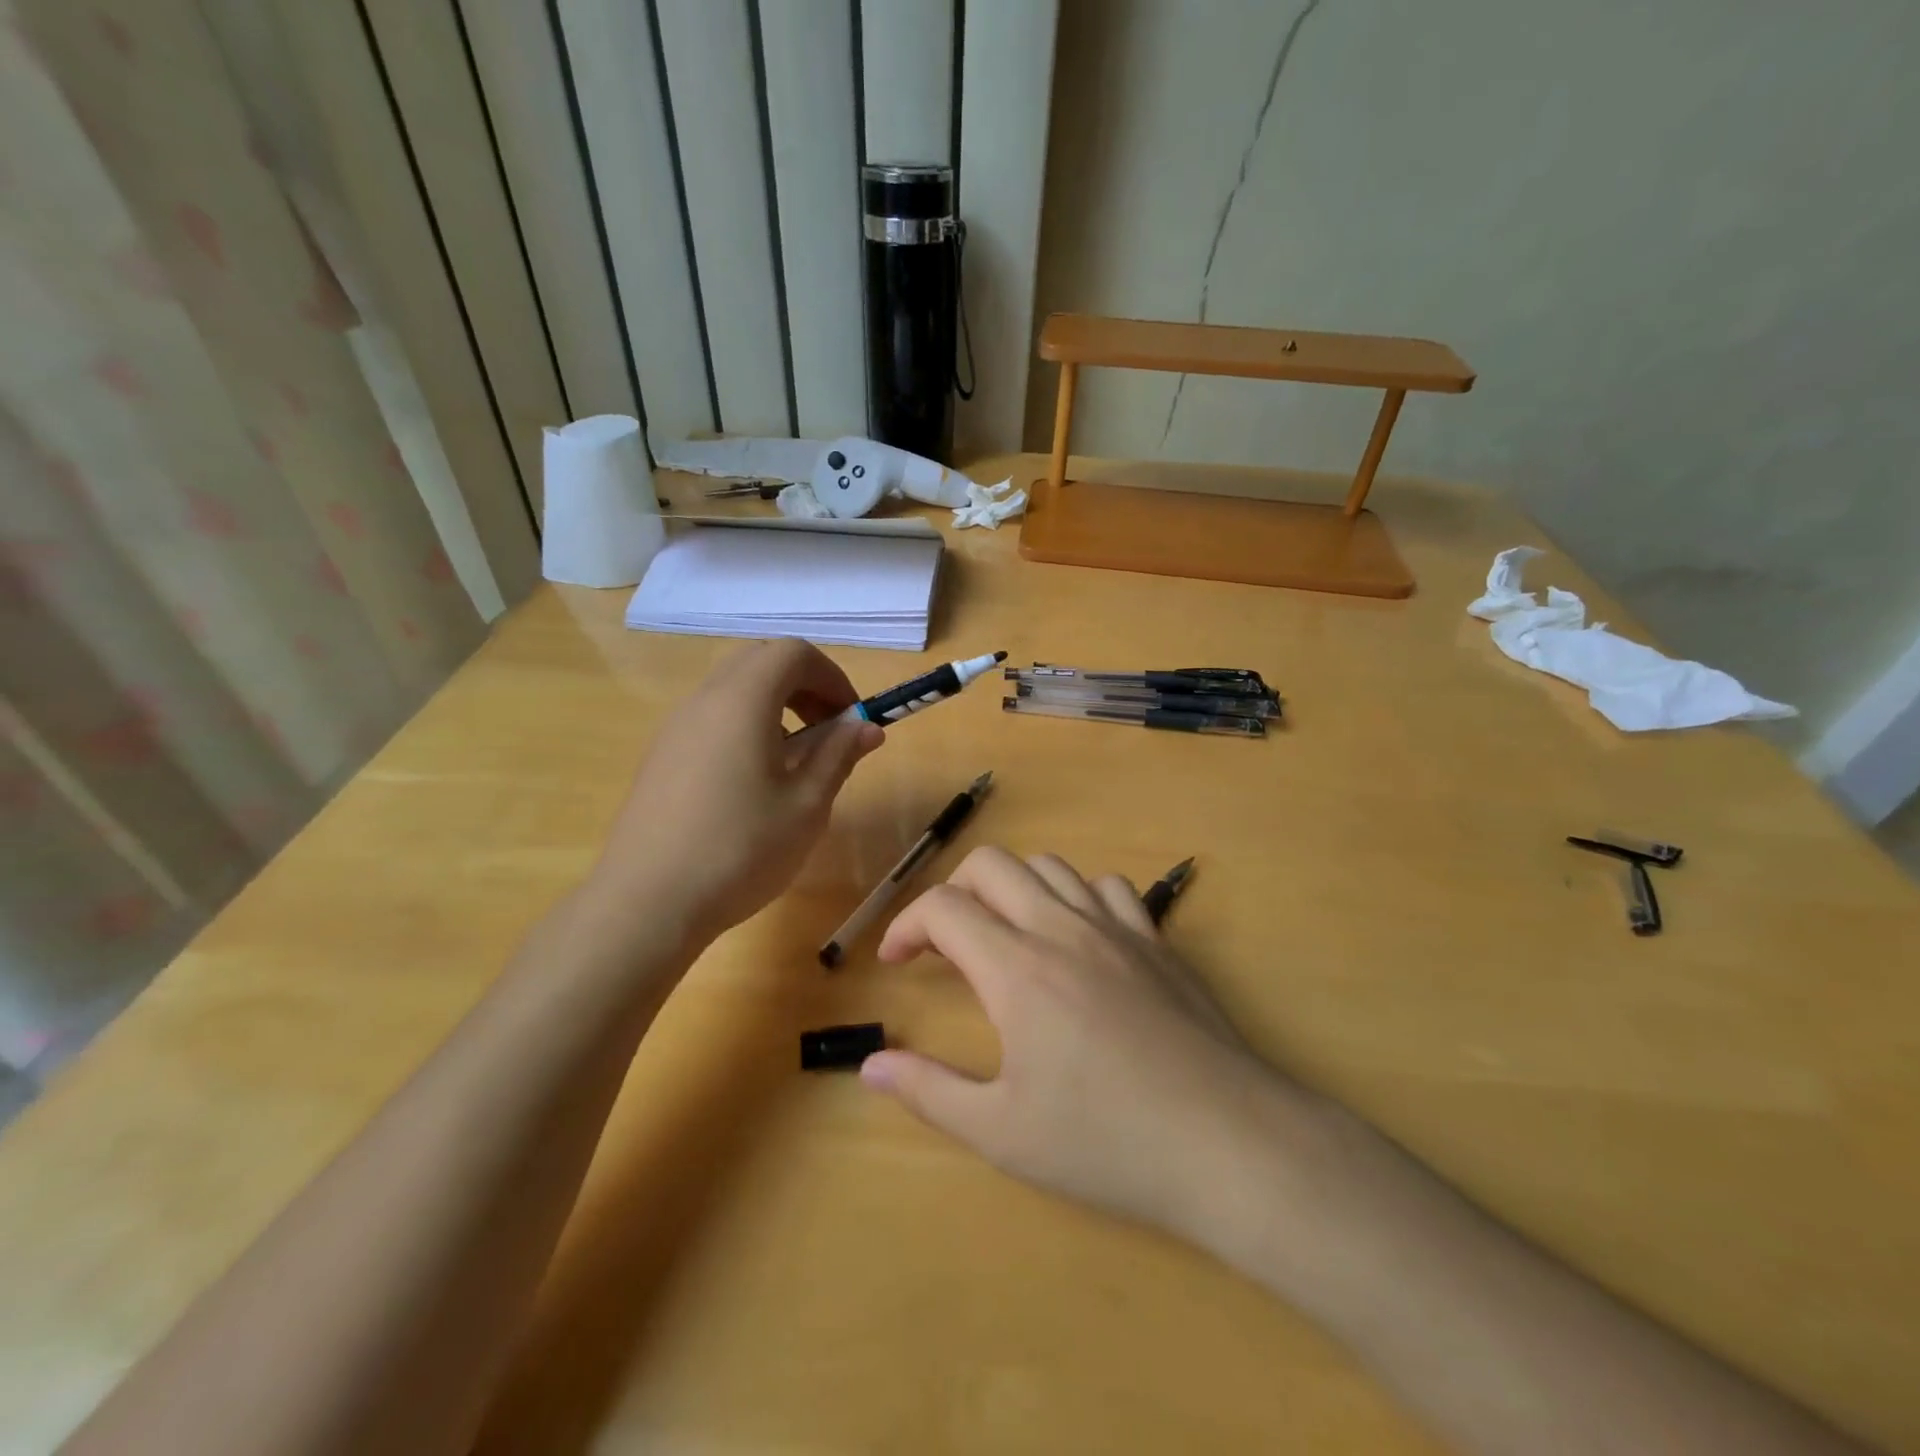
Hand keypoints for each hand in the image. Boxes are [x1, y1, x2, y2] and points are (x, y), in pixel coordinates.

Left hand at [589, 641, 883, 942]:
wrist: (647, 903)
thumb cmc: (740, 850)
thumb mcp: (806, 805)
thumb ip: (838, 755)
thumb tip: (866, 728)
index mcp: (743, 700)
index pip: (794, 652)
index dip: (833, 677)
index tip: (852, 719)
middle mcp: (704, 700)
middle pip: (760, 661)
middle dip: (804, 685)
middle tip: (827, 731)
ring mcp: (675, 727)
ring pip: (733, 689)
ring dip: (774, 706)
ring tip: (794, 761)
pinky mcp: (661, 756)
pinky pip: (711, 718)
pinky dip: (745, 726)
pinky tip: (753, 783)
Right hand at [860, 846, 1301, 1247]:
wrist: (1228, 1142)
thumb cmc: (1107, 1142)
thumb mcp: (1003, 1132)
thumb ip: (929, 1090)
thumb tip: (871, 1064)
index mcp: (1017, 969)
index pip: (943, 908)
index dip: (906, 925)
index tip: (895, 962)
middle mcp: (1062, 929)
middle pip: (992, 865)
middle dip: (953, 891)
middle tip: (946, 943)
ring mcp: (1117, 928)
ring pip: (1050, 866)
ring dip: (1013, 889)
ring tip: (1007, 937)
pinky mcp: (1157, 941)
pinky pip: (1109, 888)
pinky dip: (1078, 898)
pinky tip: (1079, 941)